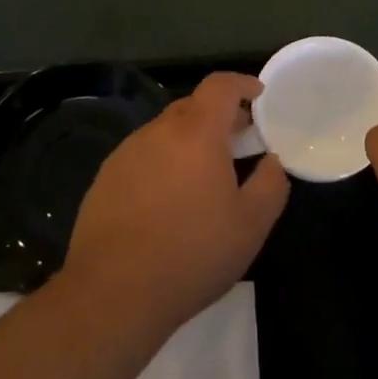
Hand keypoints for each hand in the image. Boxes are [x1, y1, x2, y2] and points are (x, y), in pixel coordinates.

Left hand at [64, 73, 289, 334]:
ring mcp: (126, 153)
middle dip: (218, 115)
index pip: (219, 86)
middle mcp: (157, 132)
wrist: (112, 293)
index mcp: (196, 133)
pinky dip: (162, 162)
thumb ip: (270, 184)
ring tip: (204, 174)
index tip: (258, 96)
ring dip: (188, 141)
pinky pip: (142, 155)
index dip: (241, 84)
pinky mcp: (105, 178)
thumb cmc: (191, 254)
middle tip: (239, 140)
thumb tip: (272, 161)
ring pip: (165, 131)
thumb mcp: (251, 225)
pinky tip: (168, 199)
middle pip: (192, 106)